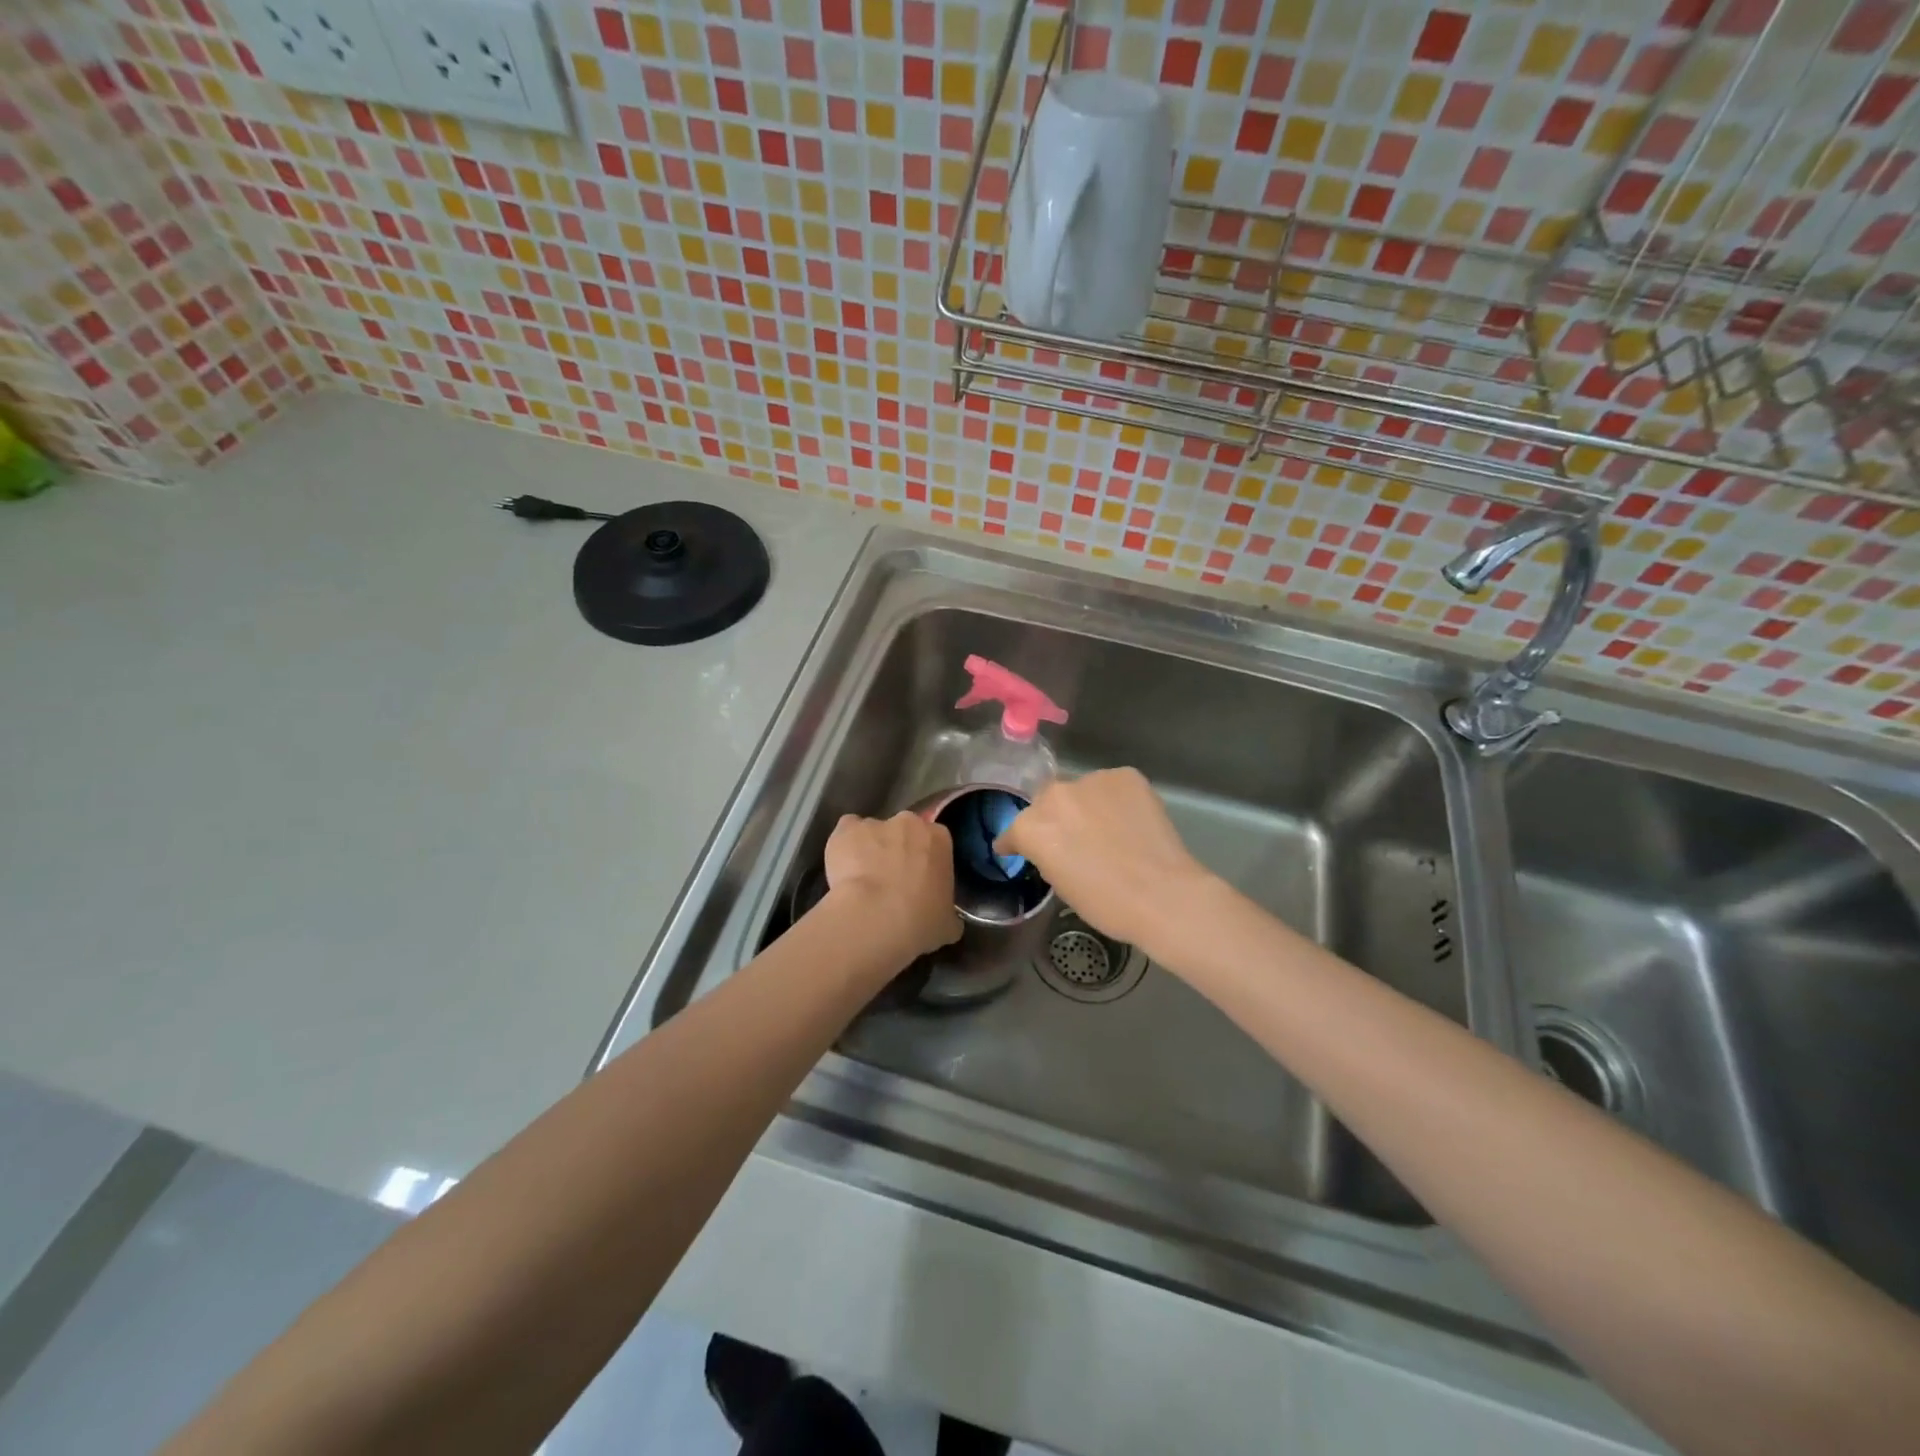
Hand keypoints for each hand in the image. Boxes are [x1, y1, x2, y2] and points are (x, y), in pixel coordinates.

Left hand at [822, 811, 961, 960]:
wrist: (875, 917)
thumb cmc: (920, 921)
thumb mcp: (948, 924)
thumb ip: (948, 912)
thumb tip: (946, 918)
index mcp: (940, 839)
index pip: (935, 842)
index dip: (926, 862)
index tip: (919, 882)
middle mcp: (909, 823)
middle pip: (904, 831)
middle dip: (898, 851)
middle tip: (891, 882)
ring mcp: (875, 823)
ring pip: (873, 833)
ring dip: (869, 850)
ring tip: (861, 882)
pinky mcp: (846, 830)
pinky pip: (845, 832)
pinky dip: (843, 847)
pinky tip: (842, 870)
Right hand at [995, 768, 1216, 954]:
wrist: (1162, 895)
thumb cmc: (1106, 903)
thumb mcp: (1061, 885)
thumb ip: (1048, 855)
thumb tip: (1056, 847)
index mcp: (1032, 827)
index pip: (1014, 830)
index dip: (1016, 842)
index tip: (1018, 849)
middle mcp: (1055, 795)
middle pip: (1047, 802)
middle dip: (1055, 819)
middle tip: (1074, 841)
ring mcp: (1092, 781)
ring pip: (1082, 791)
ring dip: (1088, 806)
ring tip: (1108, 830)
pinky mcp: (1126, 776)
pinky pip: (1113, 786)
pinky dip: (1117, 800)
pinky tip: (1131, 821)